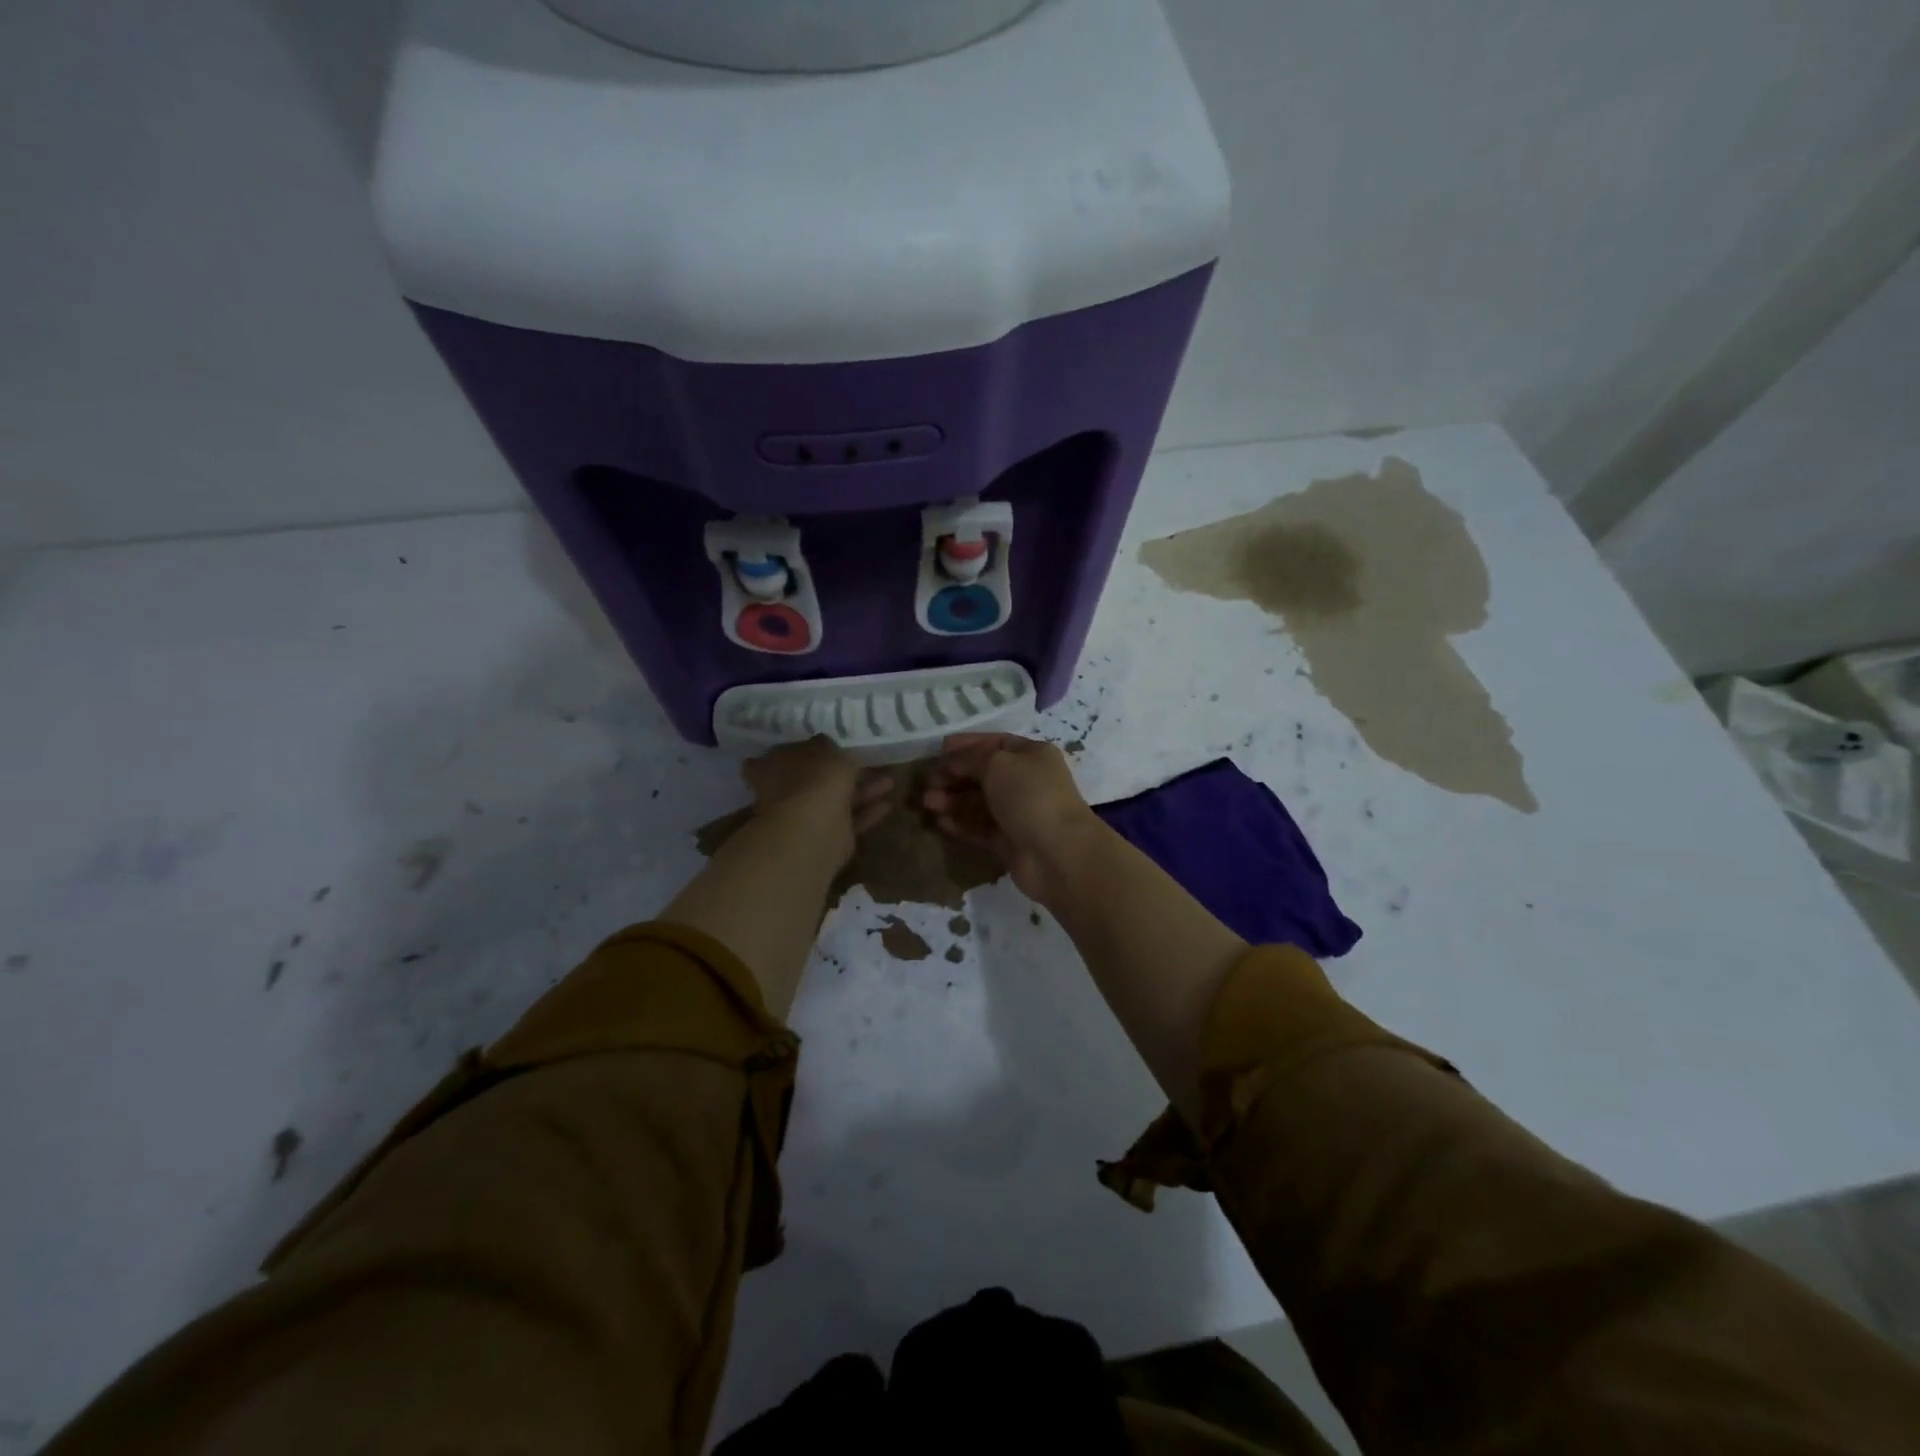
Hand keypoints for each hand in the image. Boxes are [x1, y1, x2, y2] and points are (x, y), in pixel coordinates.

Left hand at [743, 737, 893, 865]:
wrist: (814, 830)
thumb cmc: (814, 780)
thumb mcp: (828, 750)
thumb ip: (830, 747)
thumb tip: (826, 743)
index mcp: (774, 767)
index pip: (788, 754)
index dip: (810, 749)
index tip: (832, 744)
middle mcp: (784, 793)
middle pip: (816, 779)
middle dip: (842, 772)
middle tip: (867, 762)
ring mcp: (804, 817)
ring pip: (837, 799)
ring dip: (862, 791)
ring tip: (890, 781)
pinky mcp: (826, 837)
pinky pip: (849, 820)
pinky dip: (867, 812)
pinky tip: (888, 804)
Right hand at [922, 734, 1101, 902]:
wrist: (1057, 853)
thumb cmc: (1030, 796)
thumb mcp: (998, 763)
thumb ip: (970, 759)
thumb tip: (951, 762)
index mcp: (1032, 755)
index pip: (995, 744)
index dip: (967, 745)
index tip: (939, 750)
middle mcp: (1026, 782)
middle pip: (984, 774)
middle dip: (954, 775)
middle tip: (927, 782)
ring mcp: (1018, 813)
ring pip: (978, 802)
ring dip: (952, 800)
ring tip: (927, 802)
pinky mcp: (1008, 841)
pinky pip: (979, 828)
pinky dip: (960, 823)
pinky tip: (939, 822)